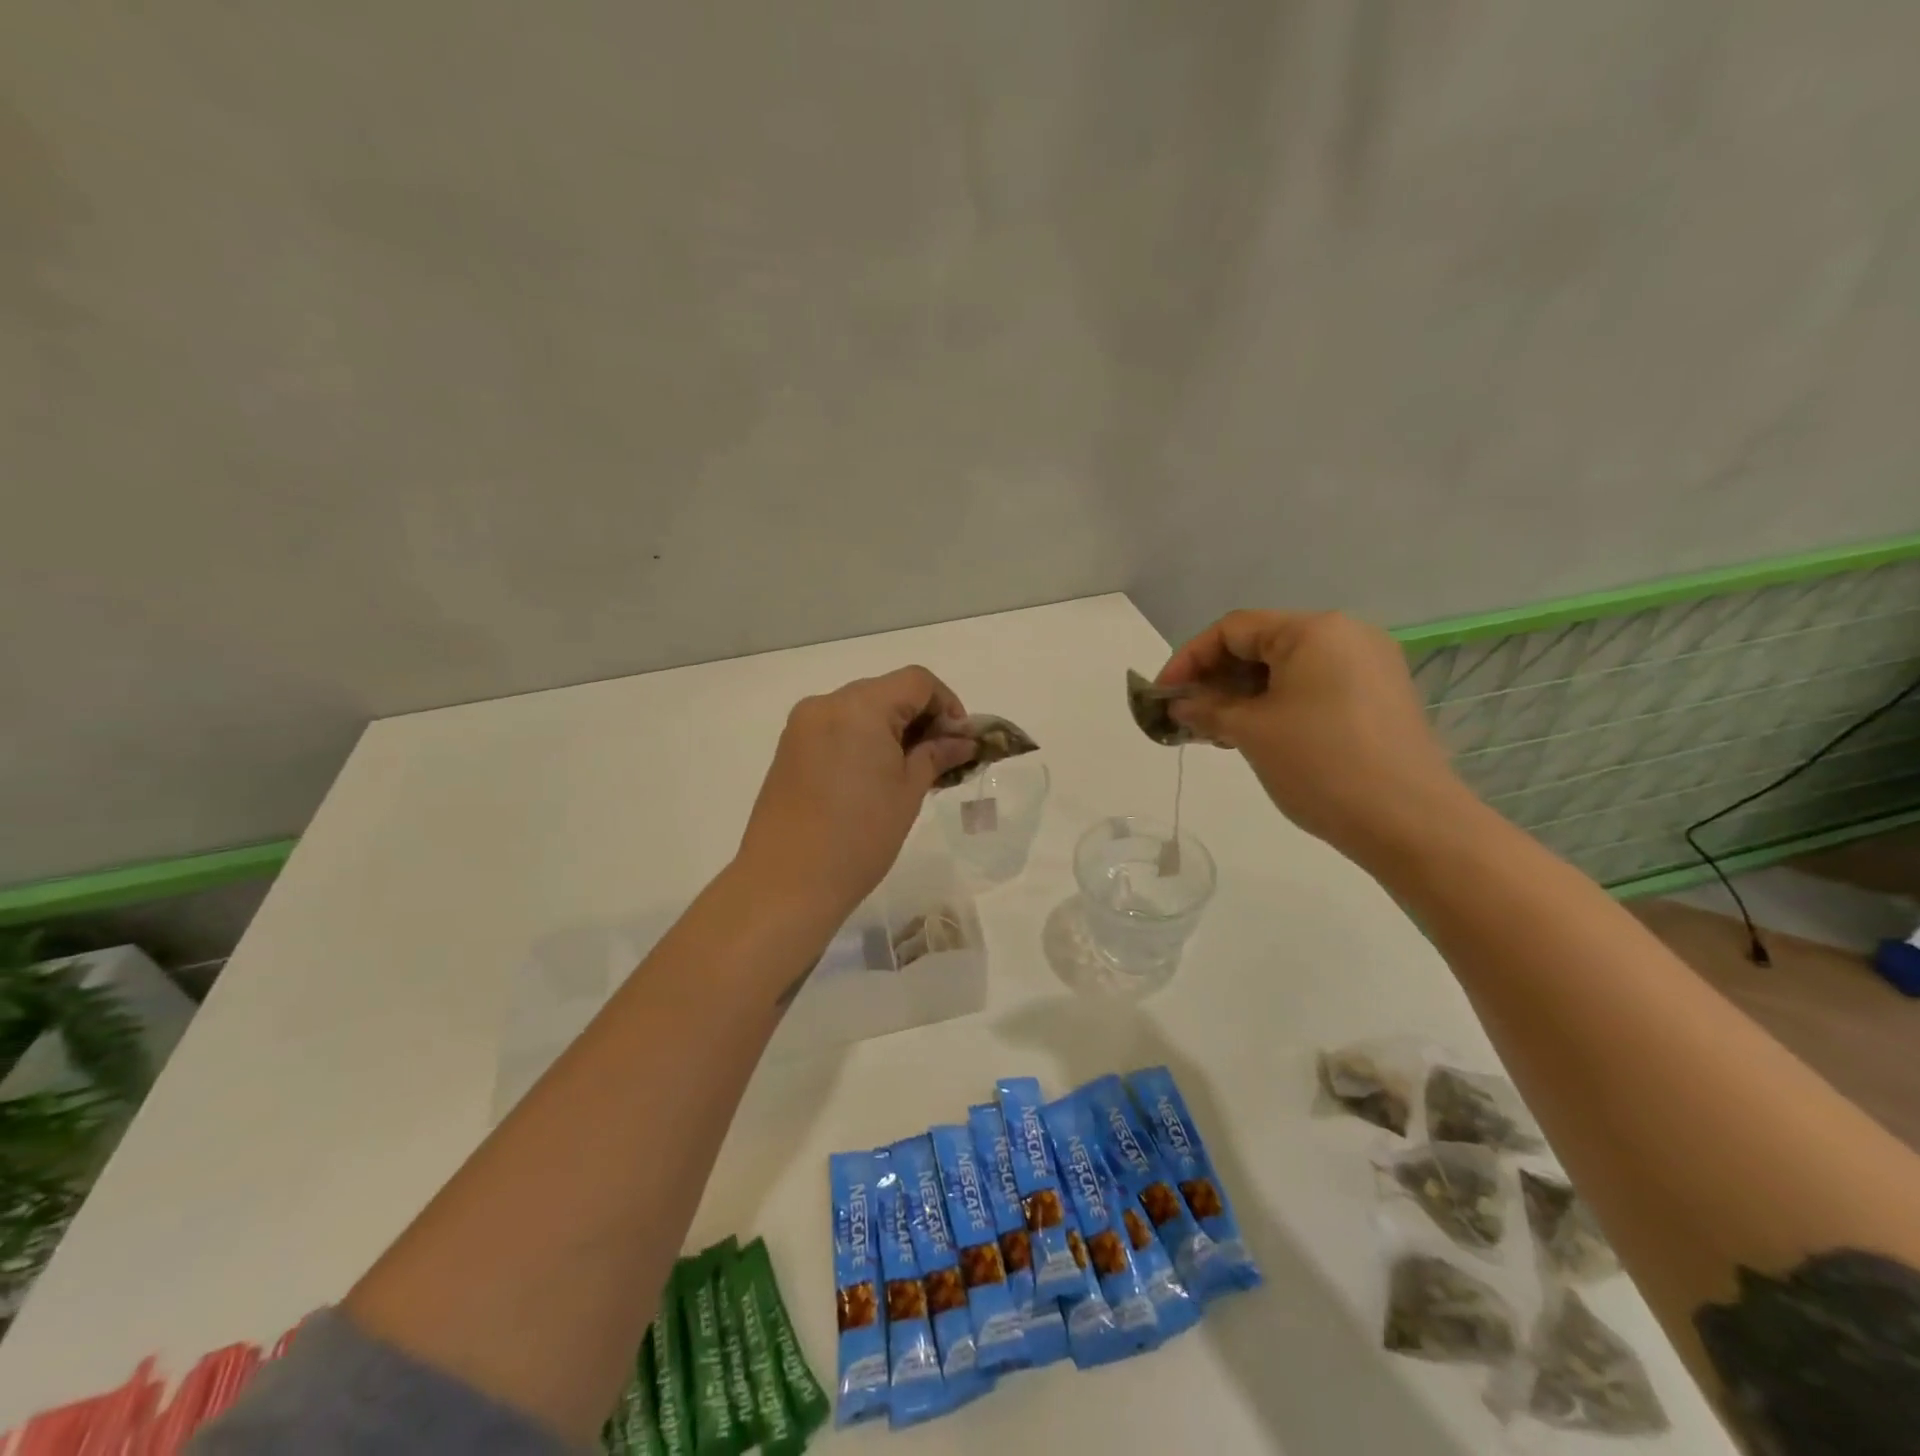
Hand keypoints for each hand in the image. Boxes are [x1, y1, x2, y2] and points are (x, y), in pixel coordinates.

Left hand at [735, 666, 976, 918]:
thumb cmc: (859, 836)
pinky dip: (863, 741)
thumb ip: (936, 755)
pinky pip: (837, 729)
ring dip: (892, 730)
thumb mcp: (908, 792)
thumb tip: (963, 741)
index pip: (917, 681)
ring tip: (911, 771)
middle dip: (920, 718)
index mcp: (860, 706)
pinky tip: (875, 777)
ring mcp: (802, 726)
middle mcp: (826, 704)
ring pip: (861, 710)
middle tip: (942, 758)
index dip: (947, 704)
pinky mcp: (789, 750)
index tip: (960, 741)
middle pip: (887, 692)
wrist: (786, 882)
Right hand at [1158, 610, 1473, 861]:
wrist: (1411, 822)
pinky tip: (1253, 736)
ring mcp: (1368, 667)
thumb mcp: (1252, 732)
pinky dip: (1275, 706)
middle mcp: (1346, 636)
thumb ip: (1207, 708)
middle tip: (1185, 717)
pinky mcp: (1378, 699)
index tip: (1162, 696)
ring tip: (1213, 732)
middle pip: (1261, 645)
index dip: (1188, 659)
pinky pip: (1312, 689)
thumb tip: (1180, 703)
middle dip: (1215, 680)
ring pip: (1286, 670)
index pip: (1233, 629)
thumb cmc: (1321, 765)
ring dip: (1242, 696)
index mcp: (1314, 630)